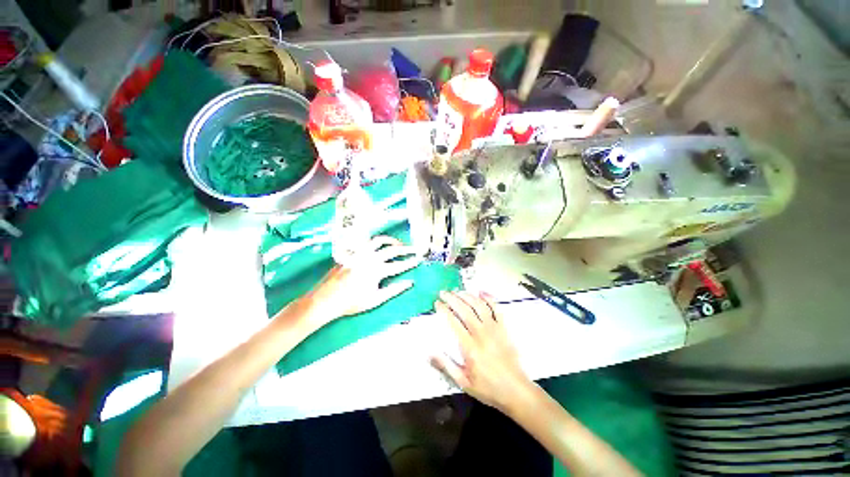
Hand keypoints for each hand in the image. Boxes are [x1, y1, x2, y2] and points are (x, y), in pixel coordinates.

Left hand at [304, 236, 420, 322]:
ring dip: (391, 241)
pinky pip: (367, 242)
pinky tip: (379, 245)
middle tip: (414, 249)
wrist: (326, 299)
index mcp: (377, 271)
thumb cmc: (352, 302)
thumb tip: (410, 283)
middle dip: (405, 249)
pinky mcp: (352, 252)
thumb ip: (394, 290)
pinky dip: (376, 242)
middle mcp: (370, 258)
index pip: (399, 265)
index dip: (410, 262)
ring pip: (378, 241)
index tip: (419, 259)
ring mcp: (360, 253)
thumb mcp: (375, 299)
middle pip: (392, 250)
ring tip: (398, 243)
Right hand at [431, 291, 531, 410]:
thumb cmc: (488, 388)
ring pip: (479, 306)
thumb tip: (429, 353)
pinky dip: (489, 298)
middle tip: (443, 292)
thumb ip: (446, 366)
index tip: (437, 303)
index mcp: (469, 347)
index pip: (453, 321)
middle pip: (465, 309)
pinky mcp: (503, 328)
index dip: (444, 309)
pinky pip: (496, 309)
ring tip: (458, 291)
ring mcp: (494, 329)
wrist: (516, 391)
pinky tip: (481, 292)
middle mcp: (481, 333)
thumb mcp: (463, 382)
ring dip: (467, 296)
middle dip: (452, 298)